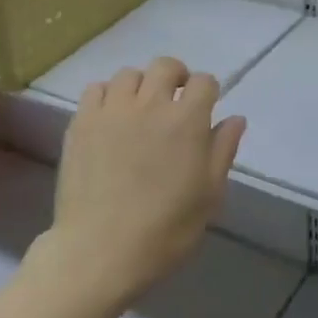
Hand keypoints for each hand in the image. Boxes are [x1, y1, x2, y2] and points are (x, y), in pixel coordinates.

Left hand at [45, 56, 246, 308]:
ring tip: (140, 110)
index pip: (204, 82)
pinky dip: (107, 95)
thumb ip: (223, 150)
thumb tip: (235, 118)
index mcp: (187, 121)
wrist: (100, 251)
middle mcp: (150, 104)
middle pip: (165, 66)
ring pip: (129, 74)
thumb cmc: (165, 230)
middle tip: (175, 102)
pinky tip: (110, 118)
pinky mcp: (82, 122)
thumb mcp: (208, 196)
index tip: (205, 109)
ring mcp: (112, 110)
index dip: (208, 92)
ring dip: (141, 85)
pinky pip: (96, 89)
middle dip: (176, 77)